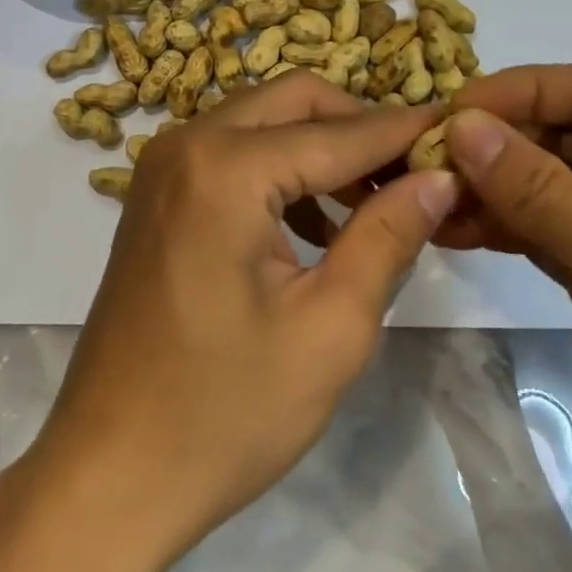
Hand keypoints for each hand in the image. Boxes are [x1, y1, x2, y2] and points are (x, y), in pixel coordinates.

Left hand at [24, 74, 458, 561]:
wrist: (110, 471)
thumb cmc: (225, 412)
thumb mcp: (330, 327)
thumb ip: (387, 235)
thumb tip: (439, 175)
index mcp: (225, 167)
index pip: (339, 132)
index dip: (404, 134)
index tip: (461, 136)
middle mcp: (186, 142)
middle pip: (294, 100)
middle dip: (359, 128)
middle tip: (414, 176)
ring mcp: (162, 165)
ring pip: (262, 120)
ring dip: (320, 148)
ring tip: (374, 208)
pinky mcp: (155, 194)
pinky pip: (231, 152)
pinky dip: (279, 170)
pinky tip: (315, 228)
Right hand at [437, 66, 571, 571]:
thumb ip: (539, 189)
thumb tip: (459, 125)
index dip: (518, 93)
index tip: (447, 113)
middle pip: (564, 139)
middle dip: (495, 146)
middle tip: (420, 161)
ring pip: (547, 190)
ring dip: (489, 189)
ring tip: (423, 198)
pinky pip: (545, 237)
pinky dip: (501, 230)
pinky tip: (450, 230)